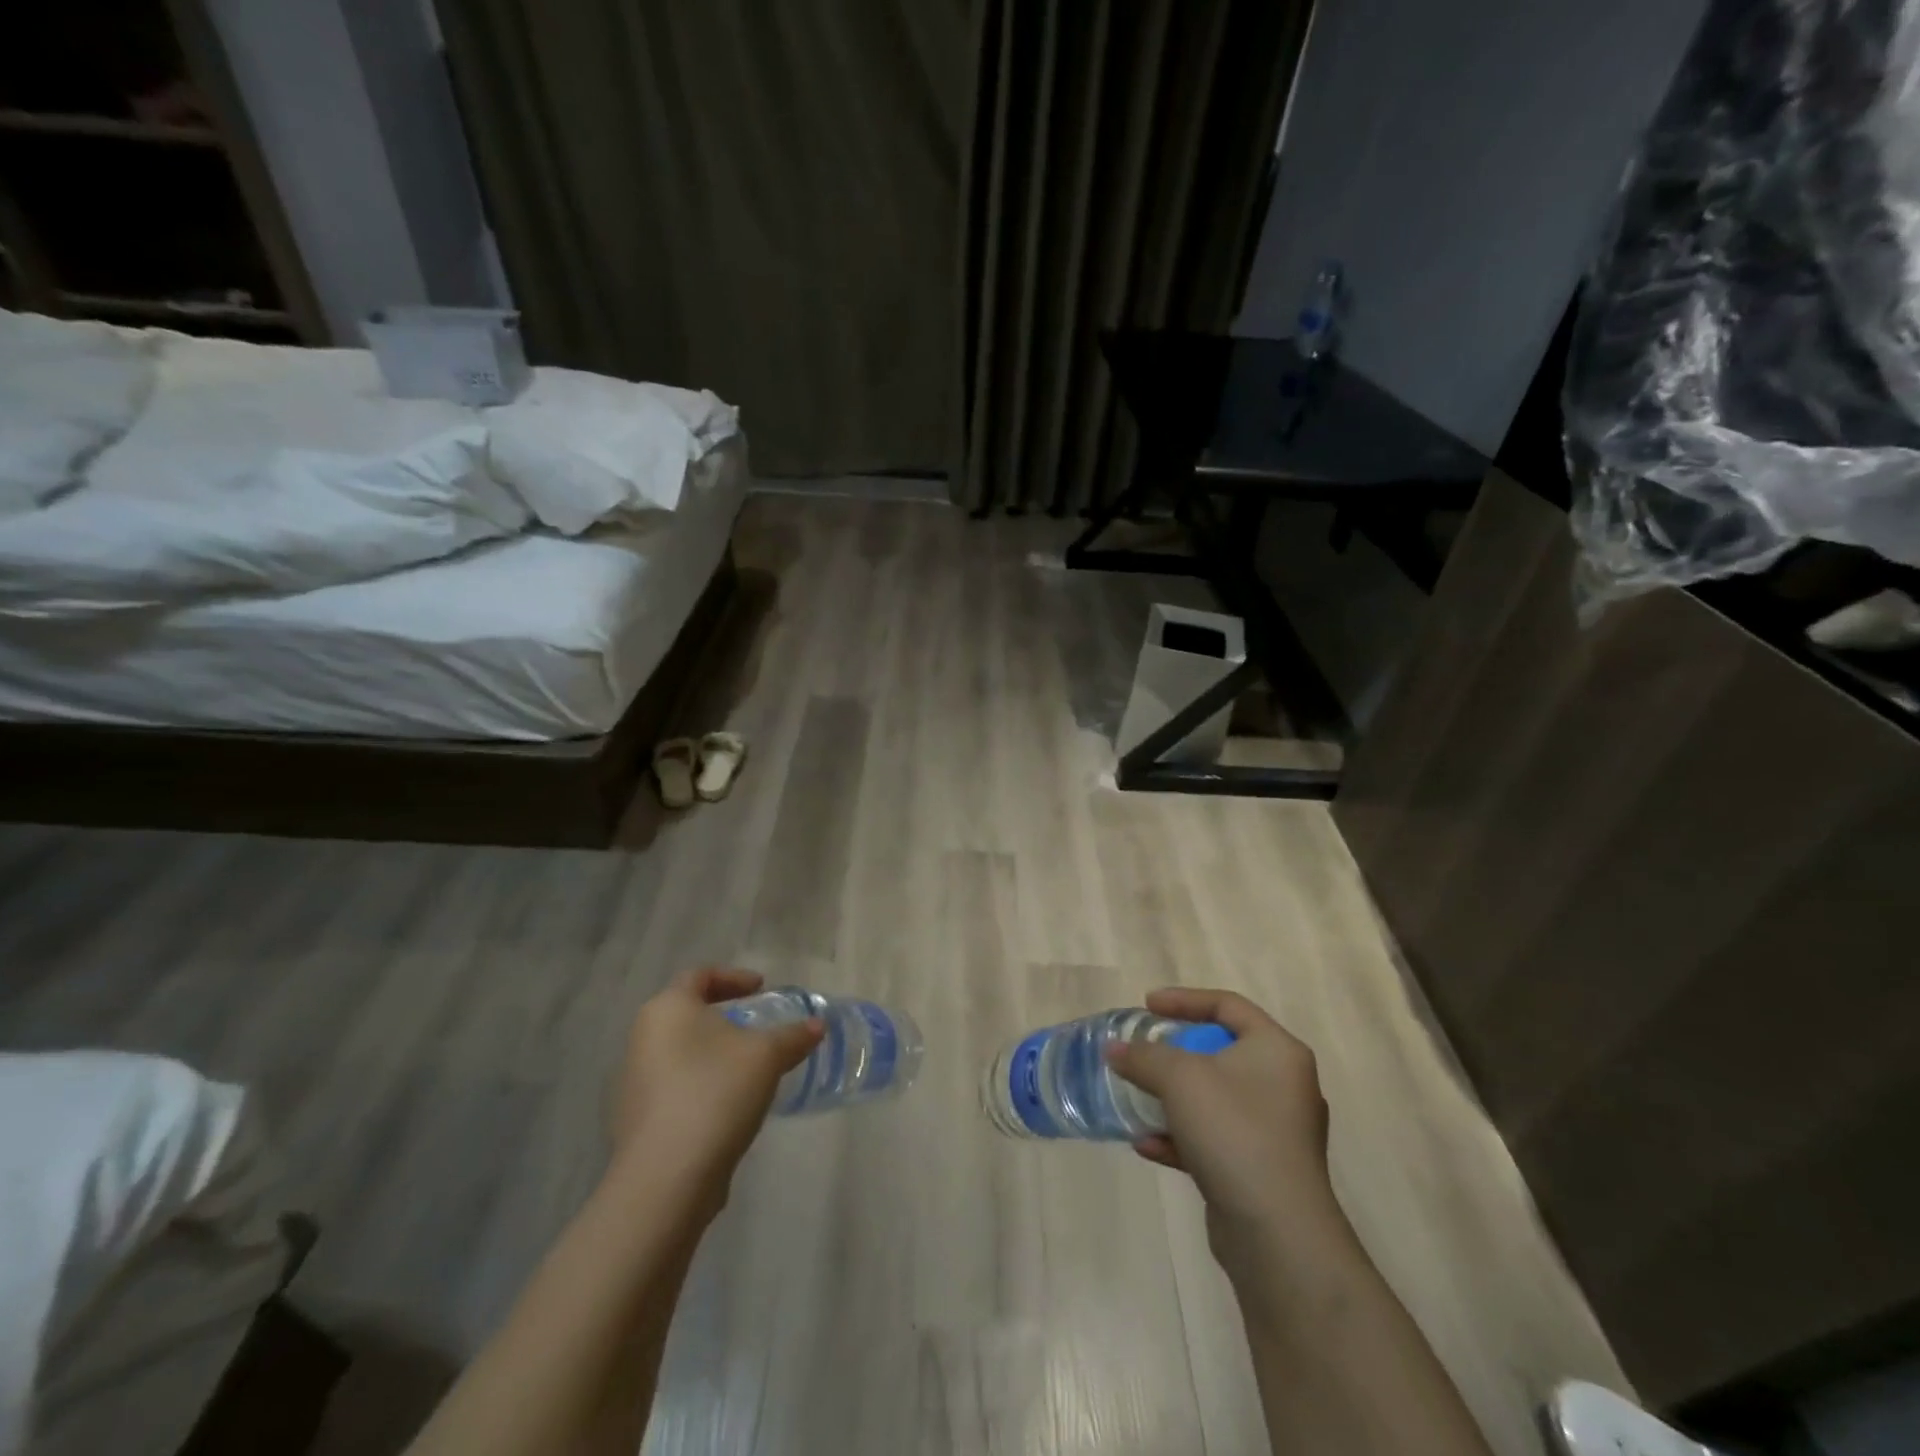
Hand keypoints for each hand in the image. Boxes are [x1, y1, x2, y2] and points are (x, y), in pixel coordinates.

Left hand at [606, 969, 821, 1216]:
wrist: (666, 1178)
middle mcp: (644, 1037)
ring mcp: (635, 1080)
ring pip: (681, 1051)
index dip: (734, 977)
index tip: (761, 989)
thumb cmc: (715, 1093)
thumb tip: (817, 1025)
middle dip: (724, 1016)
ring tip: (749, 1066)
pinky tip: (730, 1104)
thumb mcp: (767, 1056)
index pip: (700, 975)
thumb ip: (793, 1036)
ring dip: (714, 1052)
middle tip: (757, 1024)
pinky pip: (676, 1085)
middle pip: (687, 1013)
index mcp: (668, 1008)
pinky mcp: (638, 1118)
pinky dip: (703, 1083)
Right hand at [1107, 988, 1344, 1270]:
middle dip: (1175, 1054)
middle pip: (1222, 1052)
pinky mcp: (1263, 1171)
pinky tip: (1147, 1146)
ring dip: (1173, 1098)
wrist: (1277, 1234)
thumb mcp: (1179, 1078)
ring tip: (1138, 1100)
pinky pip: (1215, 1139)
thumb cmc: (1234, 1132)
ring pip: (1215, 1099)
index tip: (1146, 1005)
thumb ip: (1144, 1056)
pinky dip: (1182, 1137)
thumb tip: (1115, 1049)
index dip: (1184, 1000)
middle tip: (1144, 1053)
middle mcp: (1284, 1085)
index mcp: (1277, 1051)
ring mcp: (1277, 1132)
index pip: (1229, 1005)